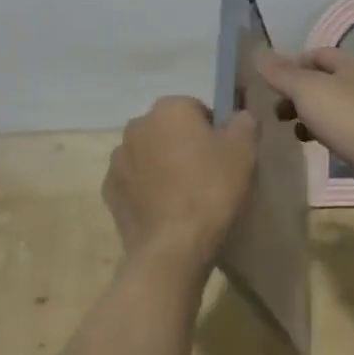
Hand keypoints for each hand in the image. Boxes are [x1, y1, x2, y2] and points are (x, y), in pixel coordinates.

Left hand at [103, 97, 258, 277]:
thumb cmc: (211, 189)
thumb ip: (244, 122)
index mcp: (169, 109)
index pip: (195, 108)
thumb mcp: (244, 151)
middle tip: (206, 175)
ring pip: (148, 154)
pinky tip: (165, 210)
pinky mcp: (109, 190)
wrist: (173, 247)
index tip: (223, 155)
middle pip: (168, 129)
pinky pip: (134, 181)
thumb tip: (240, 116)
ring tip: (184, 196)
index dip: (212, 130)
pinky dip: (146, 189)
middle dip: (184, 145)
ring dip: (162, 166)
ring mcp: (118, 159)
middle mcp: (137, 125)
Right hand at [255, 48, 353, 198]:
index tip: (270, 82)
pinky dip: (322, 132)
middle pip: (324, 80)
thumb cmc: (347, 118)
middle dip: (296, 92)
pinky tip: (311, 143)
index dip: (291, 64)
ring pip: (331, 106)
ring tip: (289, 127)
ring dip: (308, 114)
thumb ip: (281, 73)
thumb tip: (258, 53)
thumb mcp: (306, 89)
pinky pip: (341, 128)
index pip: (317, 54)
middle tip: (275, 108)